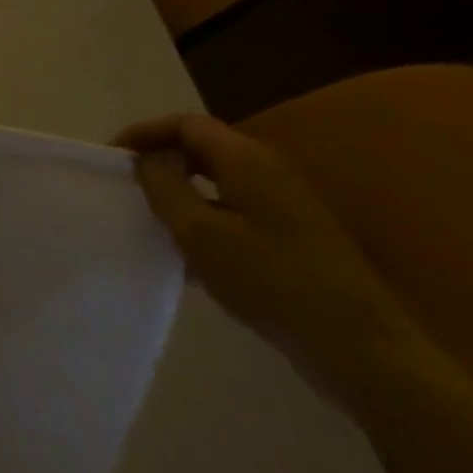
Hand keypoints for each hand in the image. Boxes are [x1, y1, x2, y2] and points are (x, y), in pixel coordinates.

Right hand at [117, 113, 423, 408]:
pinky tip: (187, 251)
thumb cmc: (271, 281)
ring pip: (218, 180)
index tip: (112, 157)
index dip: (145, 133)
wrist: (360, 347)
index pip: (187, 124)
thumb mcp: (200, 233)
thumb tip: (148, 159)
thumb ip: (165, 186)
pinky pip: (235, 208)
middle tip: (126, 183)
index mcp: (248, 161)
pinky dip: (204, 214)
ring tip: (149, 215)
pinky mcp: (293, 236)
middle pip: (204, 147)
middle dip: (160, 158)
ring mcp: (286, 205)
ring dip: (180, 189)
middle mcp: (270, 171)